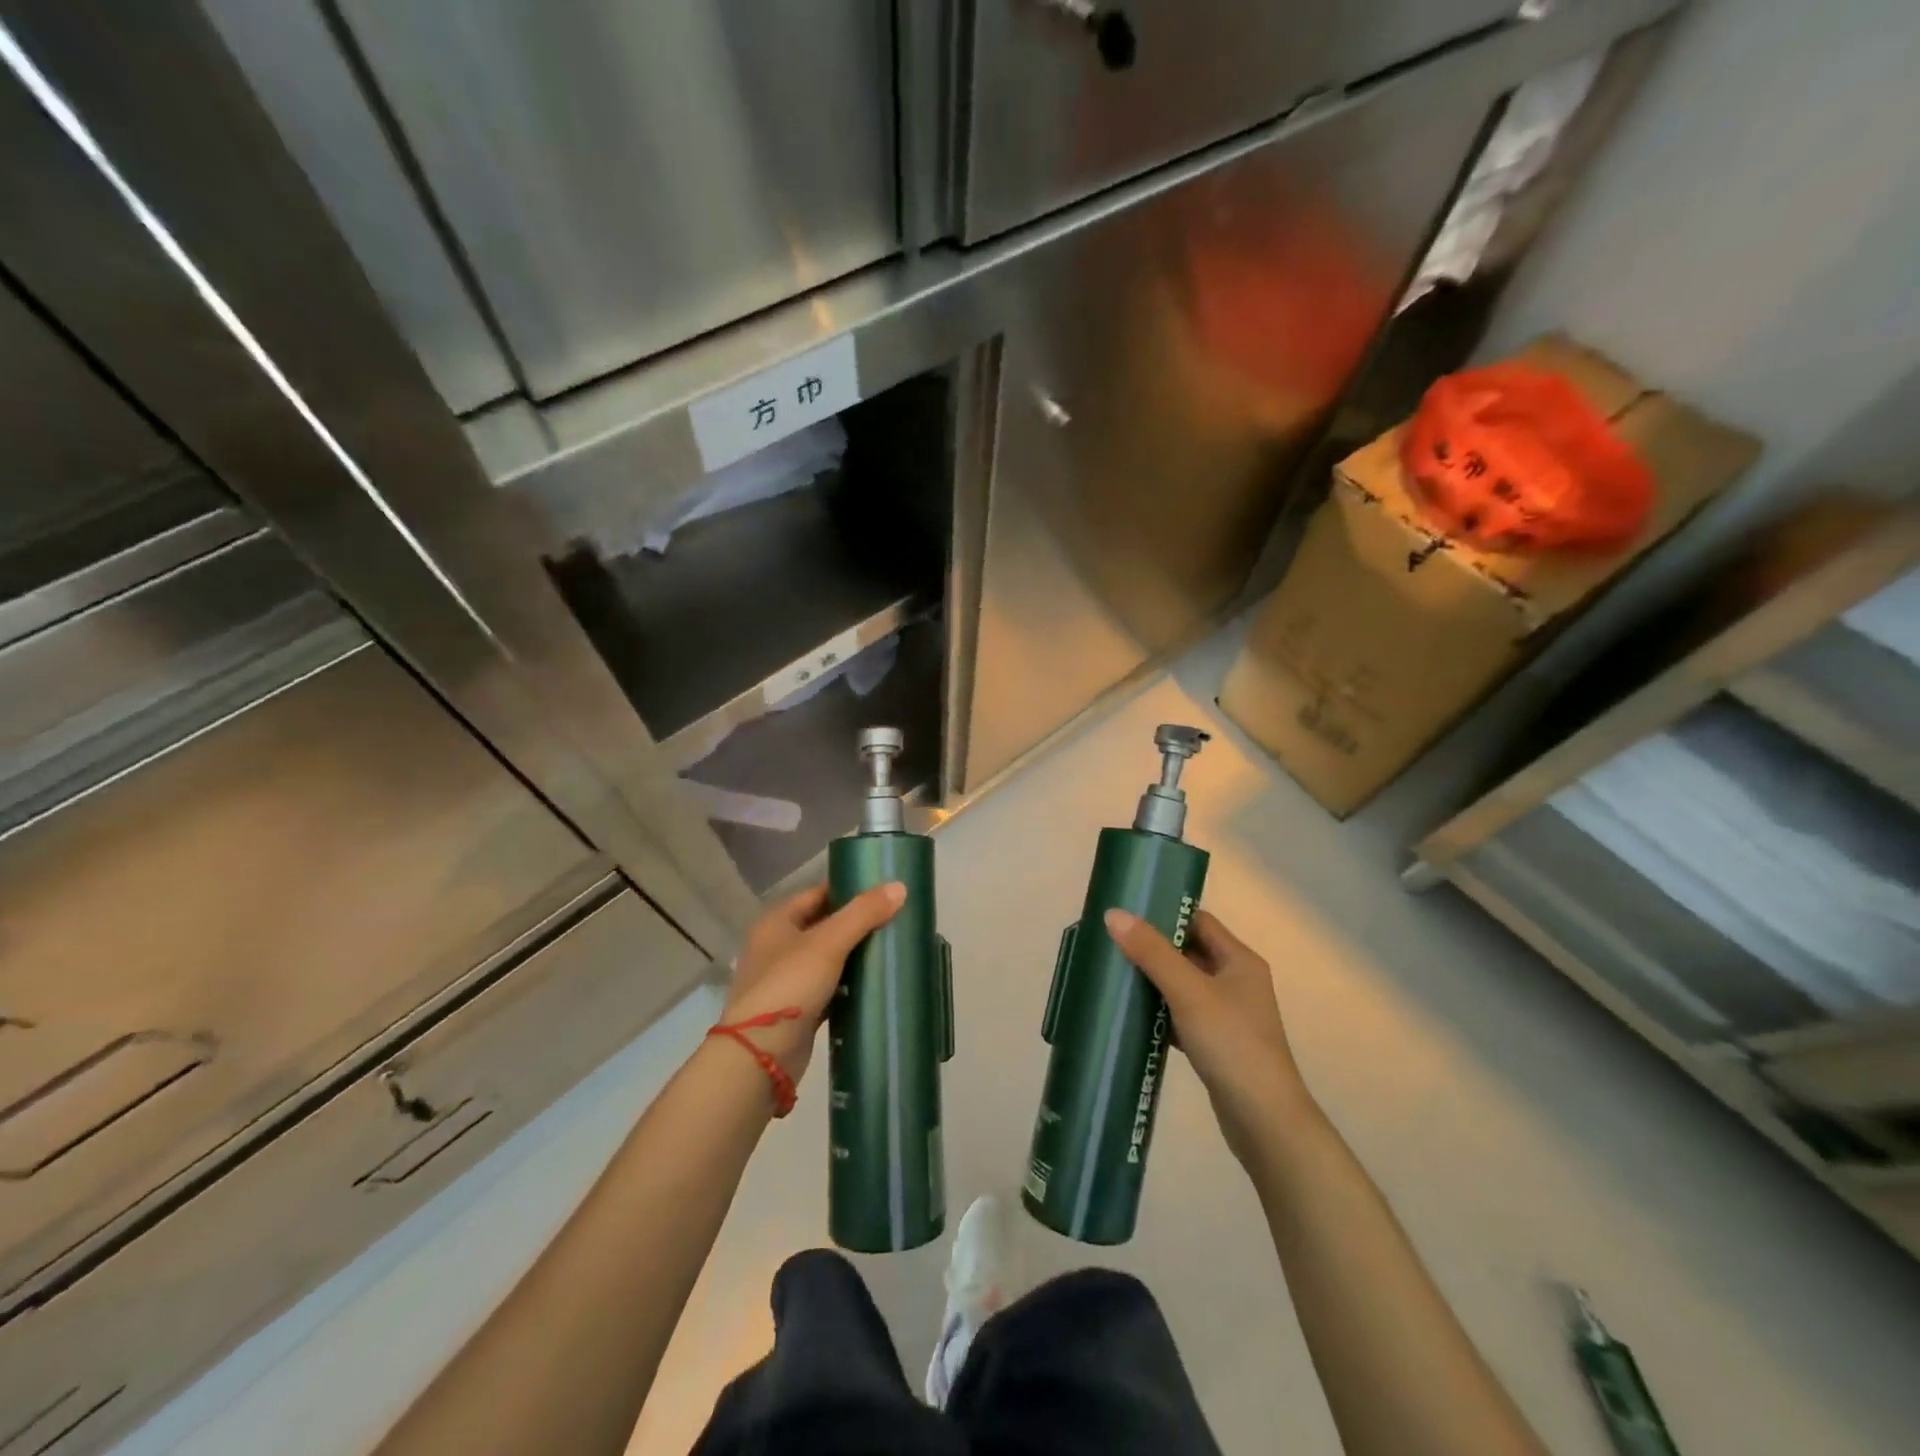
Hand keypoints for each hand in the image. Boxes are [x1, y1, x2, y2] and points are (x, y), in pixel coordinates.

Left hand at [719, 880, 905, 1084]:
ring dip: (853, 956)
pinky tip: (874, 985)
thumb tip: (899, 887)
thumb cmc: (790, 985)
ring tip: (890, 949)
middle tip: (894, 920)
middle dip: (856, 924)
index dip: (849, 890)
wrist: (760, 1055)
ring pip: (827, 959)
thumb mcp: (829, 942)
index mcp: (776, 922)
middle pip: (823, 926)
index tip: (883, 892)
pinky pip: (828, 989)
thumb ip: (863, 913)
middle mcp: (777, 947)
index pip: (817, 894)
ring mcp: (785, 981)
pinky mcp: (796, 1011)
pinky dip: (847, 986)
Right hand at [1104, 907, 1312, 1166]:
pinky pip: (1182, 1016)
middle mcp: (1237, 982)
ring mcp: (1228, 1015)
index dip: (1165, 915)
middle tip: (1112, 945)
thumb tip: (1113, 914)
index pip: (1198, 921)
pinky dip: (1160, 1014)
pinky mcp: (1217, 1043)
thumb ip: (1151, 952)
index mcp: (1239, 960)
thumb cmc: (1231, 1043)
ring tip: (1114, 976)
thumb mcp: (1188, 991)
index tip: (1126, 915)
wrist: (1264, 1120)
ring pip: (1183, 986)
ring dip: (1154, 982)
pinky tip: (1133, 1018)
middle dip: (1153, 949)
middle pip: (1189, 952)